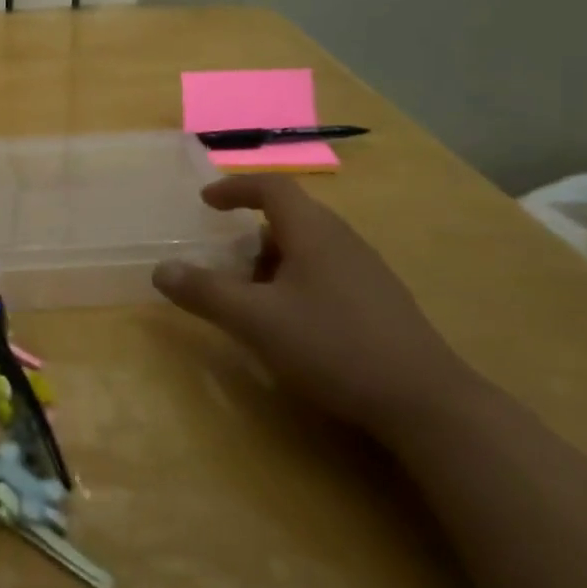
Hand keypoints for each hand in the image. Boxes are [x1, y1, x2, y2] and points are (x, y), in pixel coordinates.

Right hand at [152, 175, 474, 437]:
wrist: (424, 400)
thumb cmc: (332, 345)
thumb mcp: (255, 320)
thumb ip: (205, 292)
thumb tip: (162, 270)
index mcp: (313, 231)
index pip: (271, 187)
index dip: (234, 188)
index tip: (206, 202)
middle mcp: (342, 240)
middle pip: (289, 218)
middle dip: (249, 234)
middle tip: (223, 262)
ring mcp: (366, 270)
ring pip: (307, 248)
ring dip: (272, 262)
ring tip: (251, 298)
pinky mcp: (379, 301)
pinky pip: (325, 272)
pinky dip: (295, 282)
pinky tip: (292, 324)